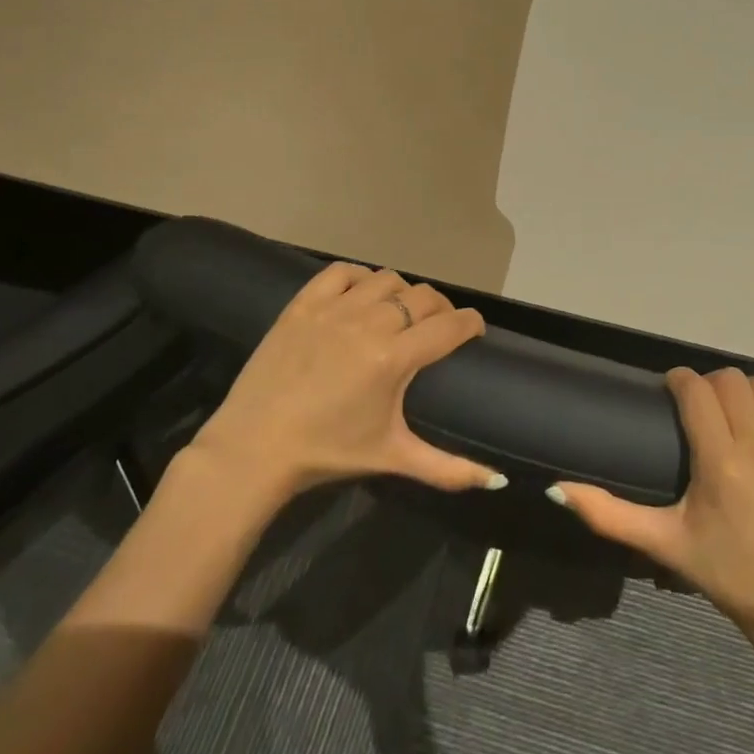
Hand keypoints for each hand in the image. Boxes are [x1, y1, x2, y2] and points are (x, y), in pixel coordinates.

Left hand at [191, 262, 496, 502]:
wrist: (255, 448)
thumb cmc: (328, 452)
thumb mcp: (392, 457)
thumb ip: (448, 468)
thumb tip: (498, 480)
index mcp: (394, 358)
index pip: (450, 325)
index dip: (470, 323)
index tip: (474, 331)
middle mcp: (369, 323)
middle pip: (422, 296)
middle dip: (441, 308)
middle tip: (438, 327)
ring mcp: (333, 309)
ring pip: (386, 278)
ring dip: (401, 292)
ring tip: (399, 312)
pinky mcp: (302, 304)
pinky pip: (341, 272)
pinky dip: (359, 278)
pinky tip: (361, 295)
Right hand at [552, 367, 753, 676]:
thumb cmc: (732, 577)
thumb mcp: (666, 546)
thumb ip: (609, 515)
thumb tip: (557, 489)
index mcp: (719, 461)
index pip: (695, 389)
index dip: (680, 381)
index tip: (673, 391)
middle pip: (730, 381)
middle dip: (712, 386)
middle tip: (706, 410)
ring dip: (750, 392)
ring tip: (743, 415)